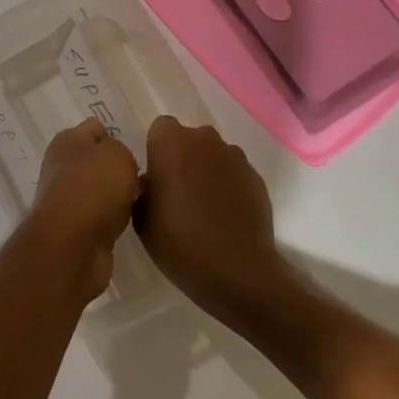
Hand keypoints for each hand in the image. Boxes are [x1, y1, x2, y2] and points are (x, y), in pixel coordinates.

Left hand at [27, 119, 139, 299]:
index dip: (116, 136)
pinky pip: (101, 215)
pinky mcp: (74, 228)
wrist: (73, 245)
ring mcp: (66, 199)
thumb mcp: (117, 154)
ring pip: (100, 190)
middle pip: (97, 161)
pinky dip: (113, 219)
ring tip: (139, 201)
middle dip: (119, 168)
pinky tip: (128, 223)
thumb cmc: (94, 188)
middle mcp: (61, 167)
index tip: (136, 150)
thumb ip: (121, 149)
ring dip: (117, 196)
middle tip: (142, 177)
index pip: (95, 129)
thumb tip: (117, 163)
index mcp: (66, 141)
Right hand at [137, 117, 297, 327]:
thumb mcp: (142, 218)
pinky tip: (226, 216)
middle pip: (190, 139)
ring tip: (205, 207)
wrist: (237, 271)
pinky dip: (229, 187)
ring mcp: (235, 157)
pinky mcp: (256, 177)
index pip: (161, 127)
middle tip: (178, 192)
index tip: (157, 176)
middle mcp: (204, 140)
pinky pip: (235, 174)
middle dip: (184, 157)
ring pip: (214, 155)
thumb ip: (144, 189)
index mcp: (171, 143)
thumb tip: (152, 182)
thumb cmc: (179, 241)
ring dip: (207, 171)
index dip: (158, 149)